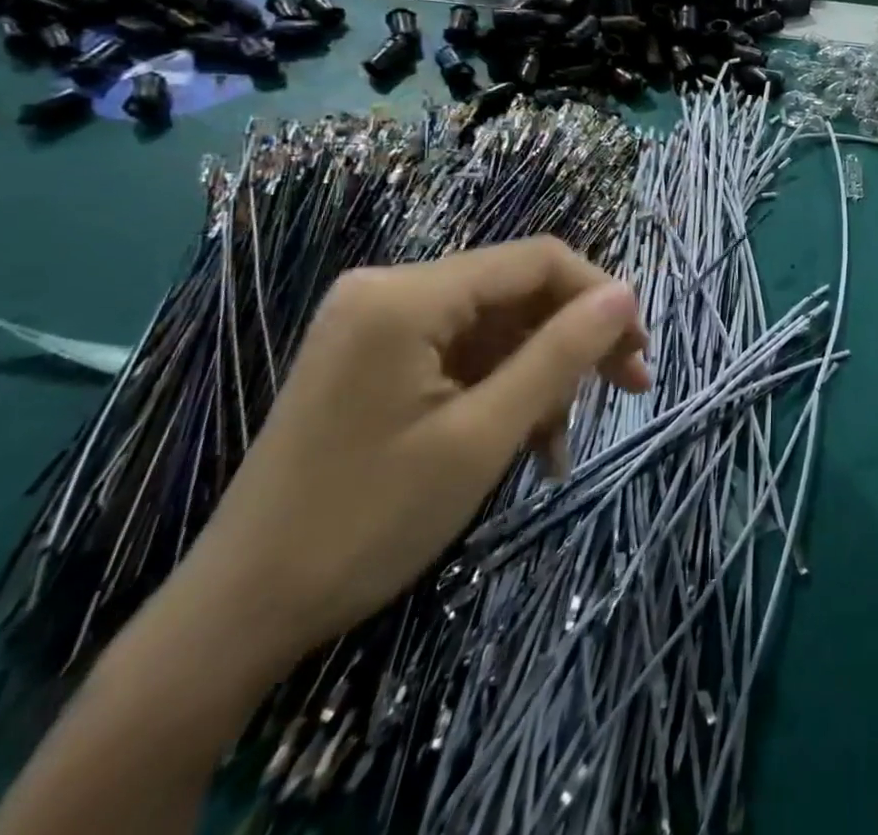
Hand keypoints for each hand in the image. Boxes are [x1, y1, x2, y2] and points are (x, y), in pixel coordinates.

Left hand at [168, 238, 649, 675]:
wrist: (237, 616)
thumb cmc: (366, 522)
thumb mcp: (483, 435)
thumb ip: (561, 353)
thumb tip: (627, 294)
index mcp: (406, 295)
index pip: (536, 261)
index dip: (599, 295)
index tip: (640, 348)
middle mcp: (390, 291)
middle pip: (517, 294)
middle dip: (575, 342)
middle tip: (631, 387)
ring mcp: (377, 326)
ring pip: (497, 329)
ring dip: (541, 379)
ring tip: (561, 445)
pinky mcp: (374, 361)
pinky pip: (463, 357)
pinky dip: (503, 393)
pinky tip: (529, 446)